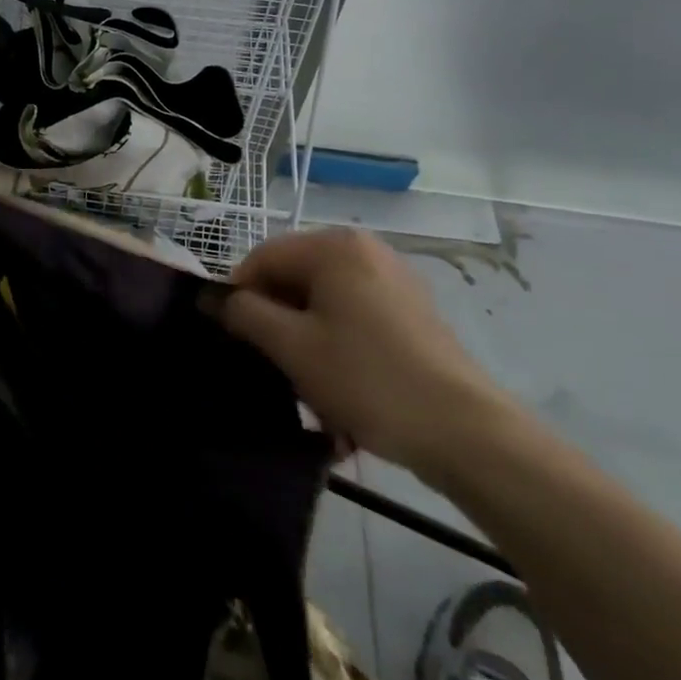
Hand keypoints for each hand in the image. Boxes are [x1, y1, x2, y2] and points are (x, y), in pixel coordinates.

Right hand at [219, 228, 511, 478]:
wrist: (466, 433)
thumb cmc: (368, 379)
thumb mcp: (292, 347)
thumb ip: (245, 313)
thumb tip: (214, 298)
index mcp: (334, 246)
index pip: (263, 258)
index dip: (239, 297)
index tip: (234, 342)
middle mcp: (364, 250)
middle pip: (294, 280)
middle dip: (277, 326)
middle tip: (274, 373)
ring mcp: (392, 280)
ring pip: (323, 305)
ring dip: (306, 346)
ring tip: (311, 396)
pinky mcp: (411, 312)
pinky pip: (354, 320)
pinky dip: (338, 351)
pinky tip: (342, 396)